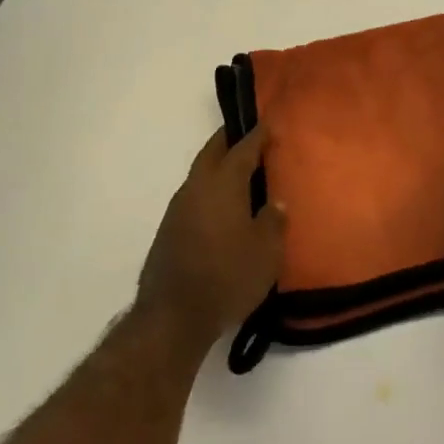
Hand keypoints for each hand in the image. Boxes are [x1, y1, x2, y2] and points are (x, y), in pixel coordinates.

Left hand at [137, 126, 283, 350]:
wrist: (172, 318)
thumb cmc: (227, 277)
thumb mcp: (266, 251)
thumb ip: (273, 221)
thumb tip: (275, 203)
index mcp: (223, 183)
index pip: (243, 148)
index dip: (258, 135)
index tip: (270, 125)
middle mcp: (197, 187)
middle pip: (212, 152)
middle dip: (229, 140)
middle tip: (249, 136)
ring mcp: (177, 209)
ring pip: (200, 175)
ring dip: (217, 167)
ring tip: (239, 173)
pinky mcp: (168, 231)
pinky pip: (193, 197)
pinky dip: (209, 192)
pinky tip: (221, 208)